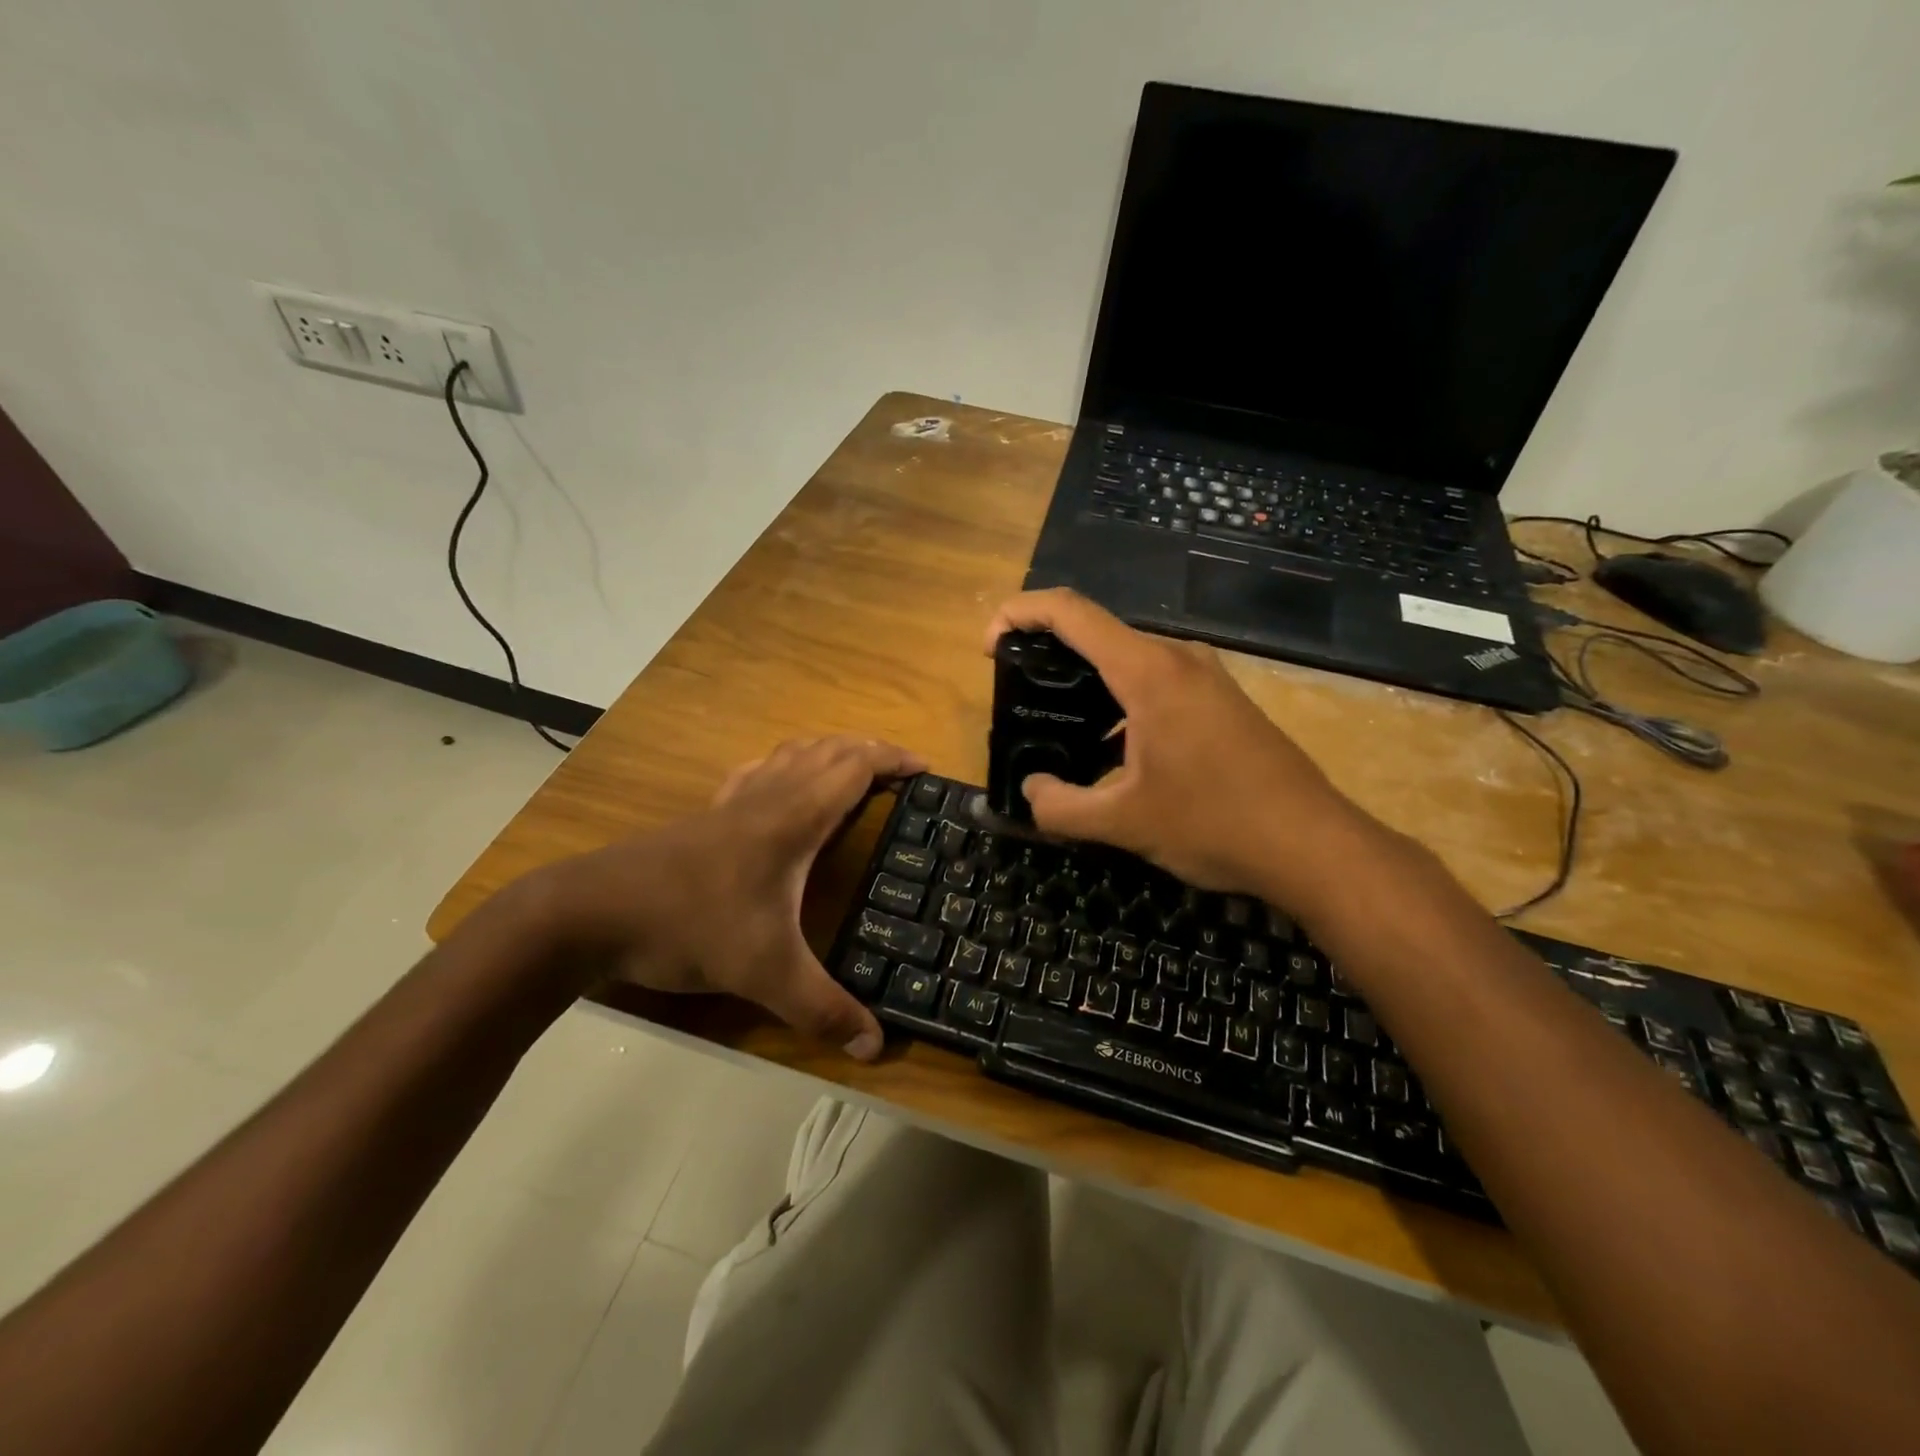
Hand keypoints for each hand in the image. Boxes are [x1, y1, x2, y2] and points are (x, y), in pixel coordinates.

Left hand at [543, 736, 924, 1059]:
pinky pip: (758, 772)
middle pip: (827, 750)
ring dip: (829, 752)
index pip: (853, 767)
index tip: (926, 767)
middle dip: (869, 751)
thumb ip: (822, 1009)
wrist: (591, 912)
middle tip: (901, 771)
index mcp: (792, 818)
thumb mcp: (764, 973)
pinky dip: (786, 766)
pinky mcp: (705, 815)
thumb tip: (876, 1047)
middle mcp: (767, 797)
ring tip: (853, 772)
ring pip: (791, 754)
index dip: (892, 759)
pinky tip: (780, 788)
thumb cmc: (689, 925)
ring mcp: (731, 802)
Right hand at [985, 589, 1381, 905]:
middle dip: (1047, 652)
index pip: (1071, 611)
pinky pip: (1155, 683)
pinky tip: (1112, 753)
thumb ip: (1060, 806)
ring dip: (1086, 683)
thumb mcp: (1123, 823)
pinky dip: (1119, 703)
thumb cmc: (1215, 824)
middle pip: (1097, 632)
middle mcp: (1177, 659)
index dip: (1019, 613)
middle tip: (1017, 695)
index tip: (989, 645)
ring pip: (1127, 661)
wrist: (1312, 845)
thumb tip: (1031, 790)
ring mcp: (1205, 678)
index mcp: (1148, 672)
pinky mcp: (1220, 701)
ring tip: (1057, 727)